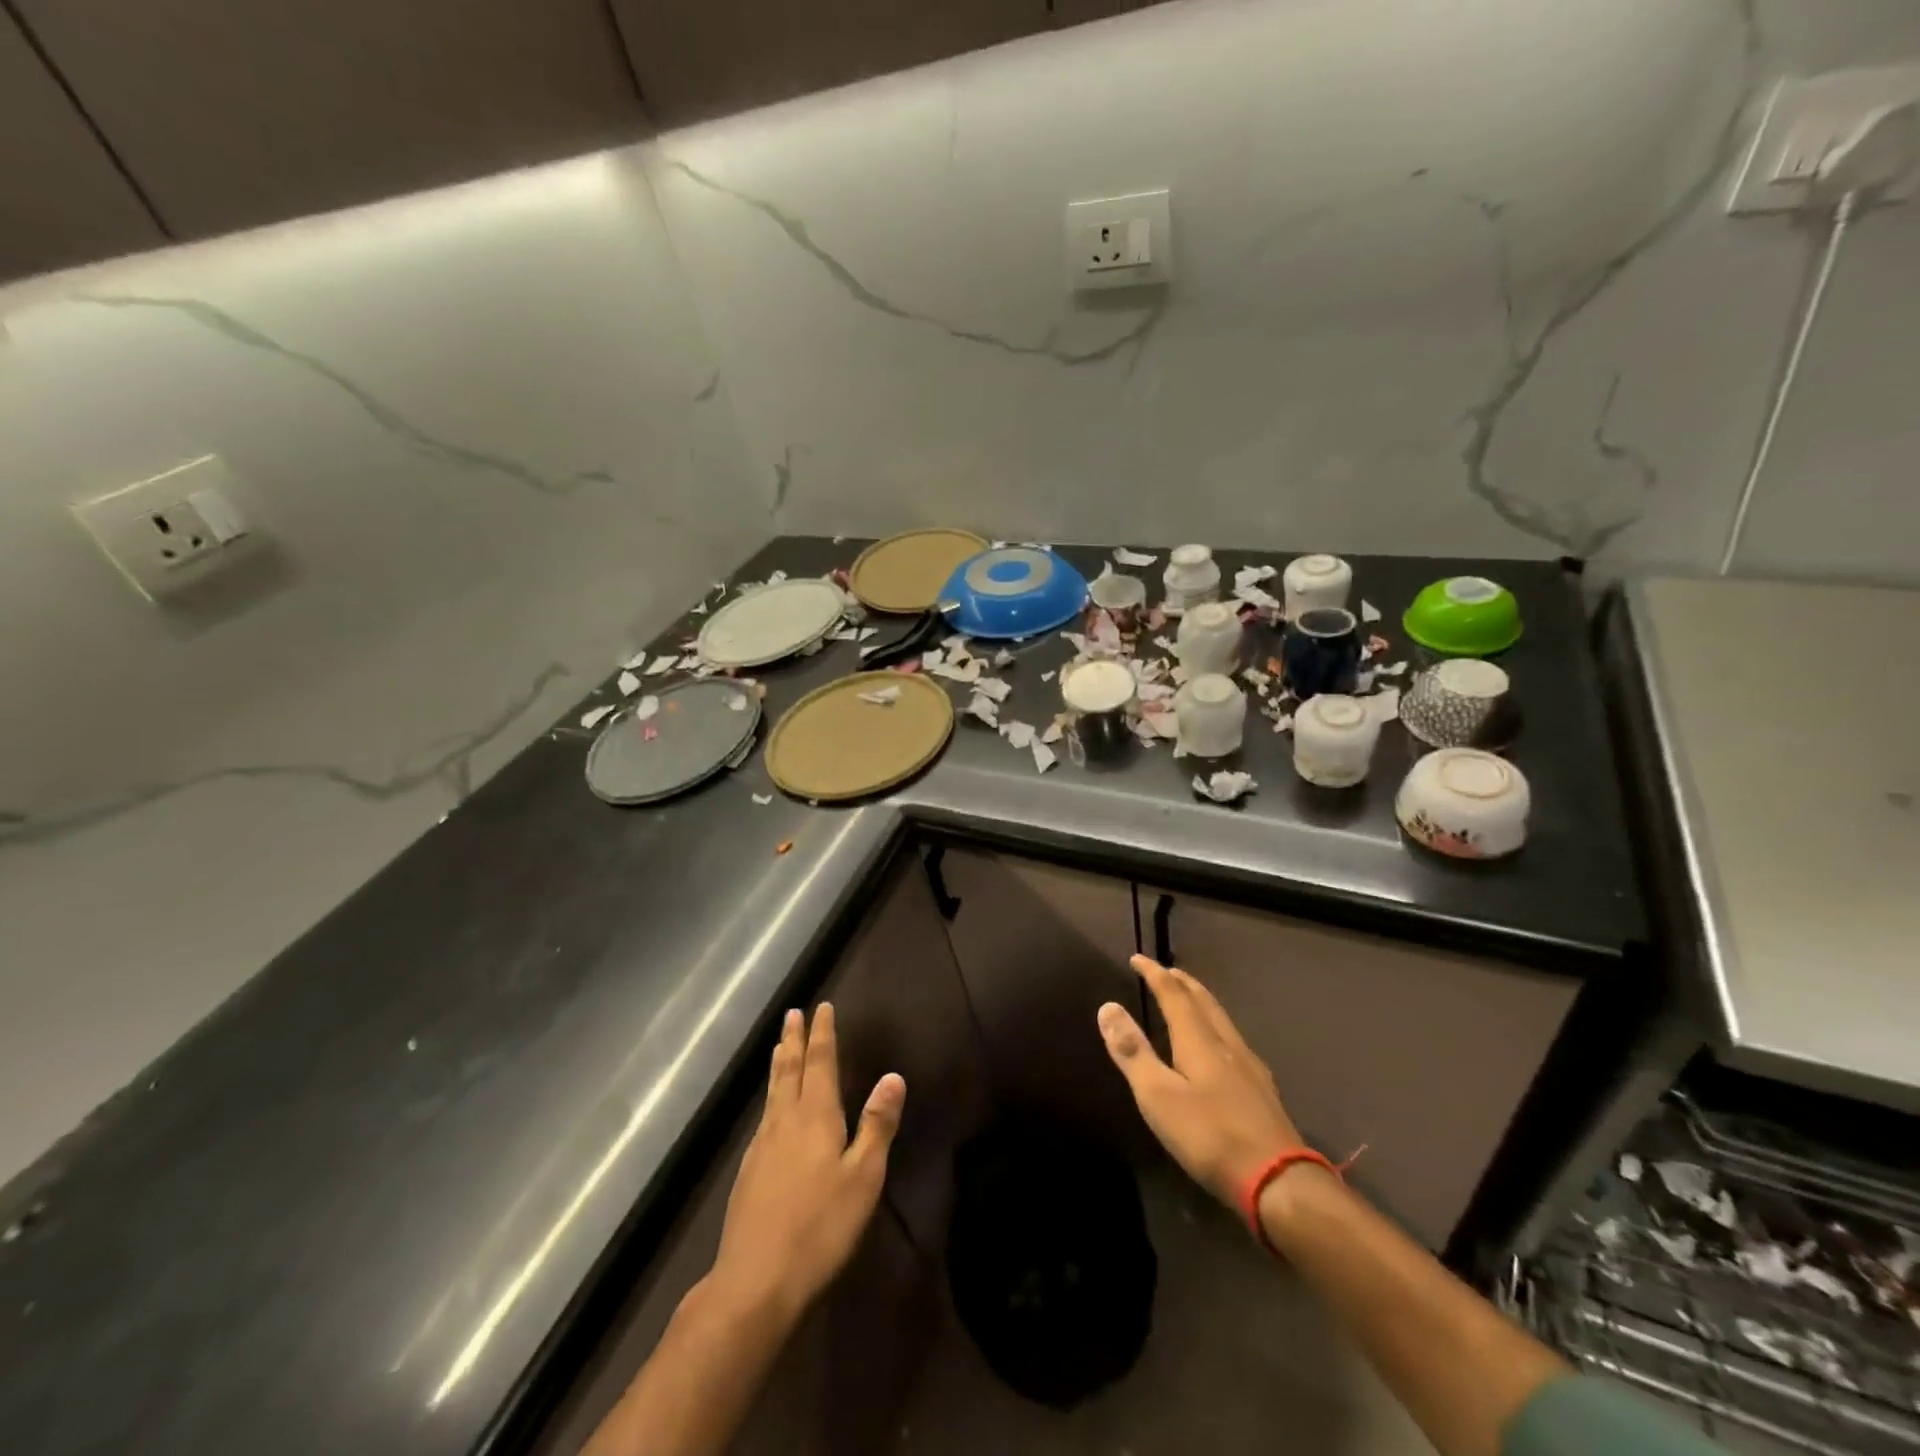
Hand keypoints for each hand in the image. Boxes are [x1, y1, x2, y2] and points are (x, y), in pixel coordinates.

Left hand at [709, 1004, 905, 1326]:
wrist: (755, 1282)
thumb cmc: (820, 1227)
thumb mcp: (864, 1177)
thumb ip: (877, 1125)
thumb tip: (893, 1076)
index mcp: (816, 1117)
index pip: (820, 1063)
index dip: (822, 1034)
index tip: (821, 1007)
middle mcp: (785, 1121)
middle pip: (789, 1070)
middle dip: (793, 1039)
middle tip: (793, 1013)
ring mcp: (761, 1146)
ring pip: (773, 1093)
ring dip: (779, 1064)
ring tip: (779, 1047)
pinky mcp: (748, 1172)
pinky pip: (764, 1117)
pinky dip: (771, 1097)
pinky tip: (771, 1111)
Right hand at [1097, 955, 1302, 1208]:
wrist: (1280, 1182)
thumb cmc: (1210, 1137)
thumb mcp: (1158, 1096)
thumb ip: (1133, 1052)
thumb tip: (1108, 1006)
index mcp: (1199, 1041)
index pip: (1174, 995)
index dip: (1154, 974)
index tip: (1137, 958)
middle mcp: (1227, 1044)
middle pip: (1203, 1001)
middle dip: (1182, 982)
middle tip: (1165, 971)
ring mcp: (1250, 1067)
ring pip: (1222, 1019)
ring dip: (1201, 1001)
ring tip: (1188, 999)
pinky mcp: (1262, 1090)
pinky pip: (1233, 1040)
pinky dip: (1216, 1026)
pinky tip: (1220, 1047)